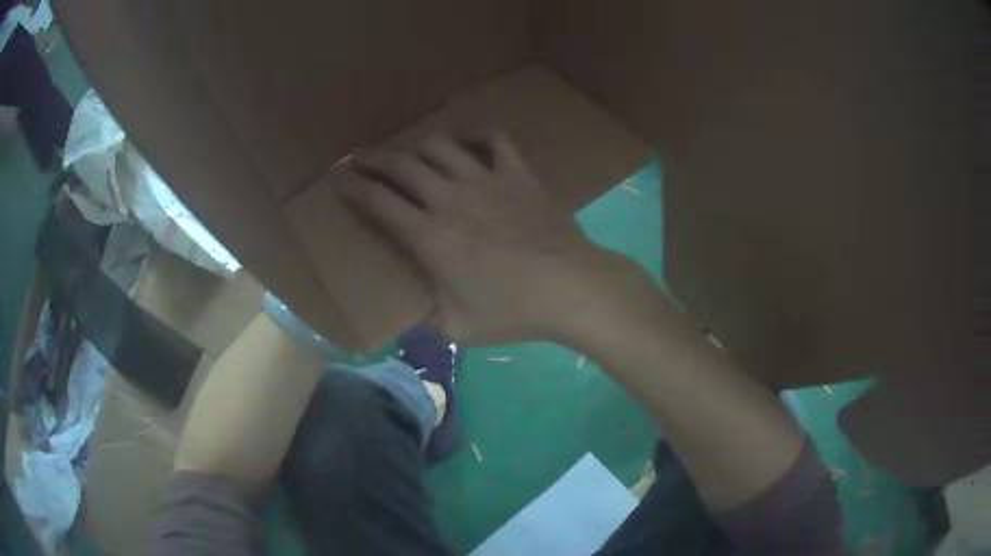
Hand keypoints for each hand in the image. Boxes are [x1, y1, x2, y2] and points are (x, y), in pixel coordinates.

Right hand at [339, 132, 661, 345]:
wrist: (571, 288)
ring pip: (440, 146)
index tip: (339, 179)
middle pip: (402, 166)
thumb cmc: (514, 311)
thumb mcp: (459, 329)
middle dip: (373, 158)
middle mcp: (451, 198)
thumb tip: (404, 329)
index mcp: (431, 236)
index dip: (354, 187)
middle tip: (358, 158)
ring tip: (408, 153)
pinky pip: (494, 140)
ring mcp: (486, 180)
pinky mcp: (518, 174)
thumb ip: (425, 325)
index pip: (379, 202)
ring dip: (417, 146)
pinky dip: (476, 136)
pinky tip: (467, 143)